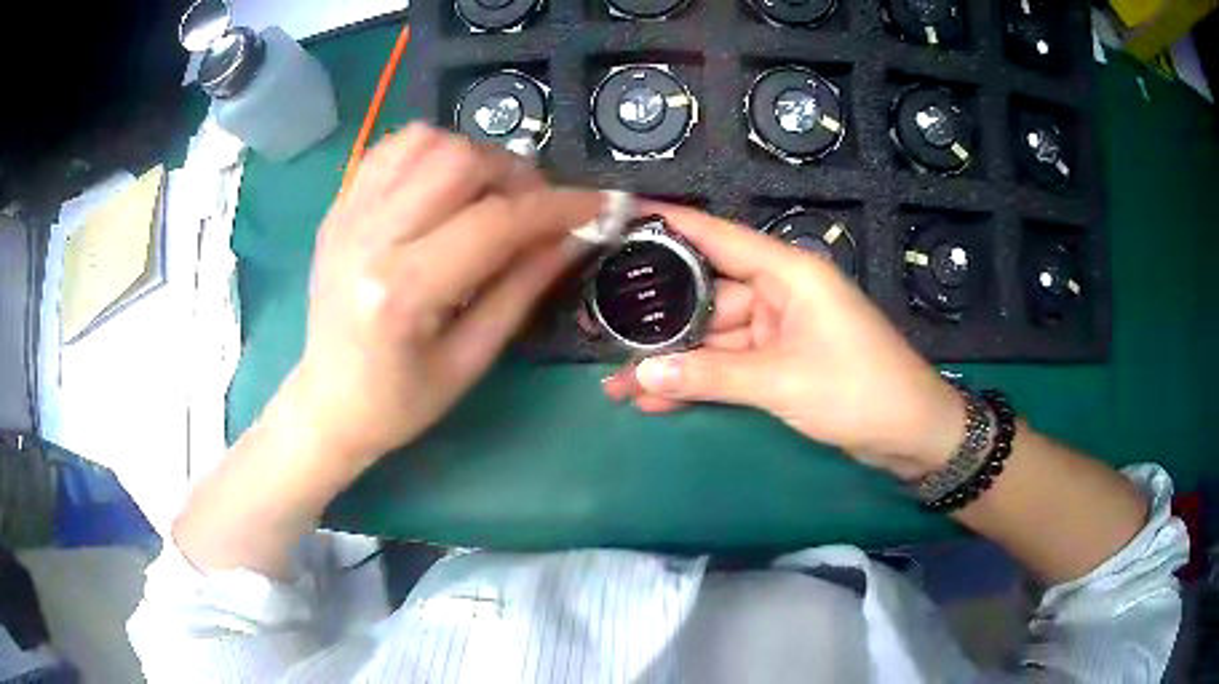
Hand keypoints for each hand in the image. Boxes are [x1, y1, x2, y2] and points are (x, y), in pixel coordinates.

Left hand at [288, 123, 600, 466]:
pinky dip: (431, 152)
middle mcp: (368, 237)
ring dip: (474, 156)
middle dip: (516, 174)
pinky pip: (391, 149)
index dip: (558, 207)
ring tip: (489, 194)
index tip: (598, 205)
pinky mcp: (338, 208)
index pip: (495, 221)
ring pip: (425, 140)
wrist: (327, 402)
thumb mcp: (472, 359)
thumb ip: (523, 288)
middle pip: (459, 160)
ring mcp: (347, 215)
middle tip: (535, 208)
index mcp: (402, 291)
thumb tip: (575, 236)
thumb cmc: (401, 401)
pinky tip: (445, 185)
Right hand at [602, 204, 964, 478]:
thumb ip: (712, 376)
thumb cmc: (859, 391)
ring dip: (673, 362)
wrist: (911, 435)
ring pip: (714, 340)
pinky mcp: (781, 365)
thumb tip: (644, 372)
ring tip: (616, 380)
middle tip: (602, 324)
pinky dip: (699, 383)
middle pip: (708, 298)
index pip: (719, 238)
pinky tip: (655, 399)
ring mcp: (779, 332)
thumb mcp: (783, 382)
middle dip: (659, 320)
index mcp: (789, 274)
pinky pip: (730, 368)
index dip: (671, 224)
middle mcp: (780, 295)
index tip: (623, 215)